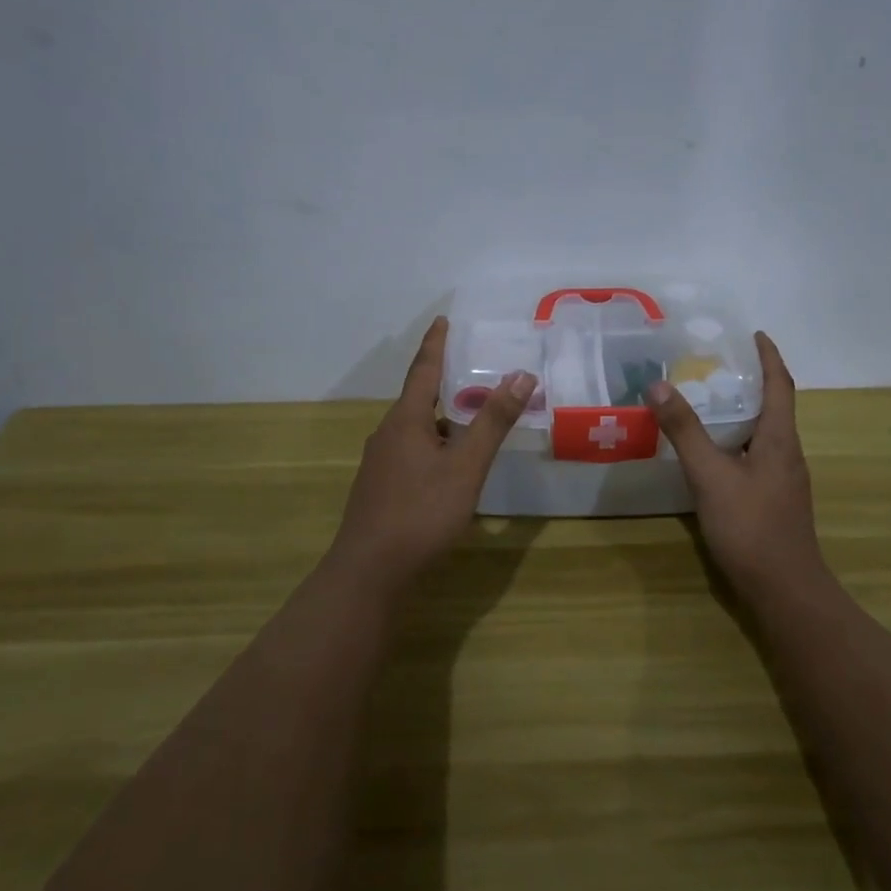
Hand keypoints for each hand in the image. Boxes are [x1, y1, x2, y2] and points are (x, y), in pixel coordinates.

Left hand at [328, 316, 535, 588]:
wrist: (369, 571)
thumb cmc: (421, 512)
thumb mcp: (466, 466)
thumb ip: (493, 422)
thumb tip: (521, 375)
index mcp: (406, 420)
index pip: (424, 369)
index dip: (436, 344)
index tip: (443, 320)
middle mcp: (388, 434)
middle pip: (419, 398)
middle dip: (446, 383)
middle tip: (475, 371)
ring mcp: (380, 462)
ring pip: (416, 428)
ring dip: (443, 418)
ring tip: (474, 418)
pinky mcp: (381, 487)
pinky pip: (412, 450)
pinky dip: (436, 444)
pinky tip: (452, 464)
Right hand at [646, 332, 825, 597]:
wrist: (784, 590)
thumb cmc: (751, 527)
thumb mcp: (710, 475)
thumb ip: (685, 431)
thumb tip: (659, 385)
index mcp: (780, 440)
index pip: (780, 386)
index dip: (769, 357)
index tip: (756, 334)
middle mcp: (787, 454)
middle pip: (774, 408)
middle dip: (751, 382)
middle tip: (717, 366)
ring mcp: (782, 481)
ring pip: (763, 435)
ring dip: (742, 414)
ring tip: (708, 403)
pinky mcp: (773, 501)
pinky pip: (754, 457)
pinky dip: (735, 443)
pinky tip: (710, 455)